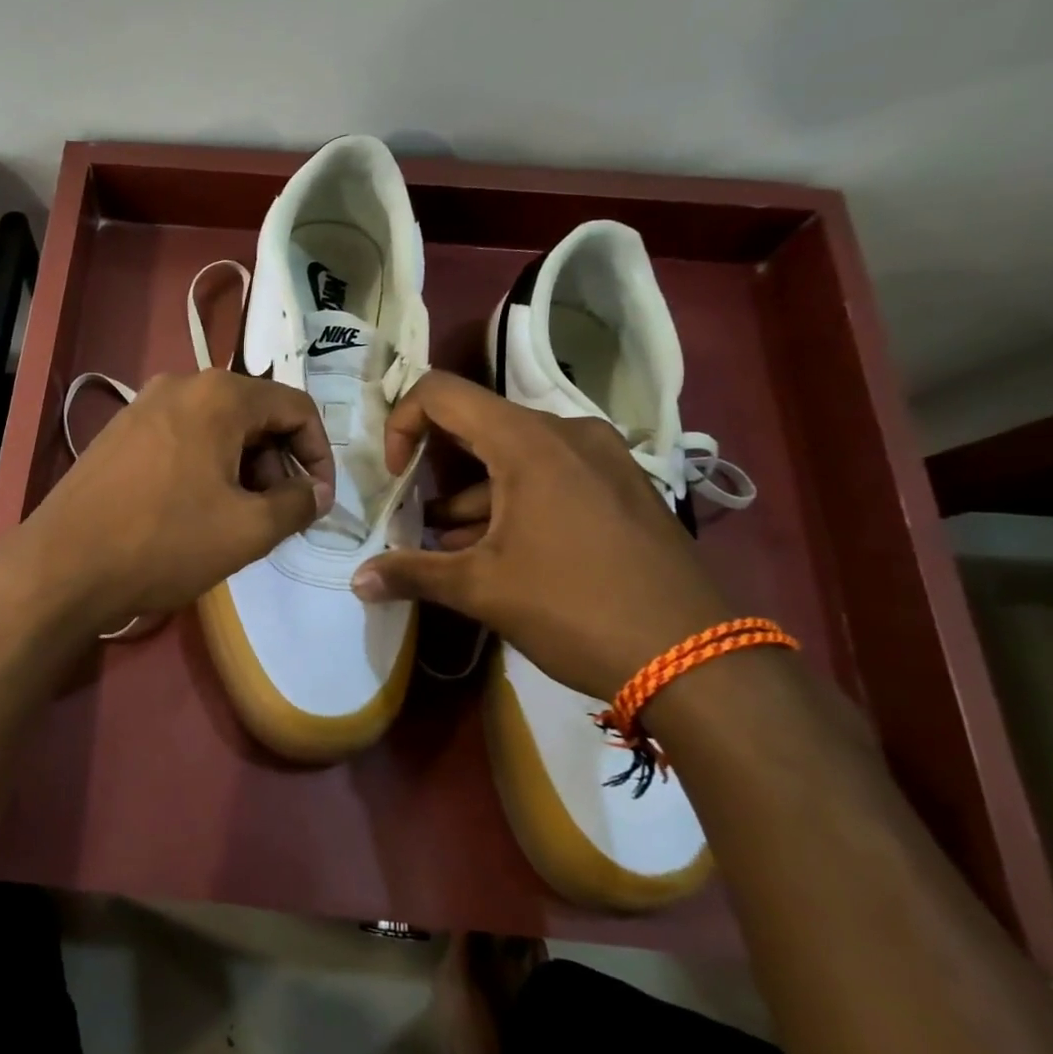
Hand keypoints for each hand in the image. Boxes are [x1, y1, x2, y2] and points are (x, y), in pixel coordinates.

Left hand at [1, 369, 335, 638]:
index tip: (319, 500)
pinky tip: (195, 511)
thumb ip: (297, 504)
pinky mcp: (119, 433)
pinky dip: (205, 467)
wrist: (62, 566)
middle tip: (277, 514)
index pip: (296, 407)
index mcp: (219, 395)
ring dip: (242, 467)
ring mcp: (142, 406)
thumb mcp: (247, 530)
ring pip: (217, 427)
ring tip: (238, 518)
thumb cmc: (164, 542)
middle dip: (278, 463)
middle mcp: (181, 385)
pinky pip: (181, 438)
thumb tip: (316, 493)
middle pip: (255, 414)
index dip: (320, 454)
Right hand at [351, 370, 735, 699]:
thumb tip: (357, 581)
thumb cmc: (575, 608)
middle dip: (436, 467)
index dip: (403, 425)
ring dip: (473, 493)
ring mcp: (603, 460)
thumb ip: (412, 574)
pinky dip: (514, 501)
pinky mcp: (622, 488)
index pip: (442, 393)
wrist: (696, 660)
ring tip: (448, 543)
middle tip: (414, 512)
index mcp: (529, 442)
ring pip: (515, 455)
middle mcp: (568, 434)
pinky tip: (498, 551)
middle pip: (479, 424)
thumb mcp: (482, 590)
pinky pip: (552, 475)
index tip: (397, 478)